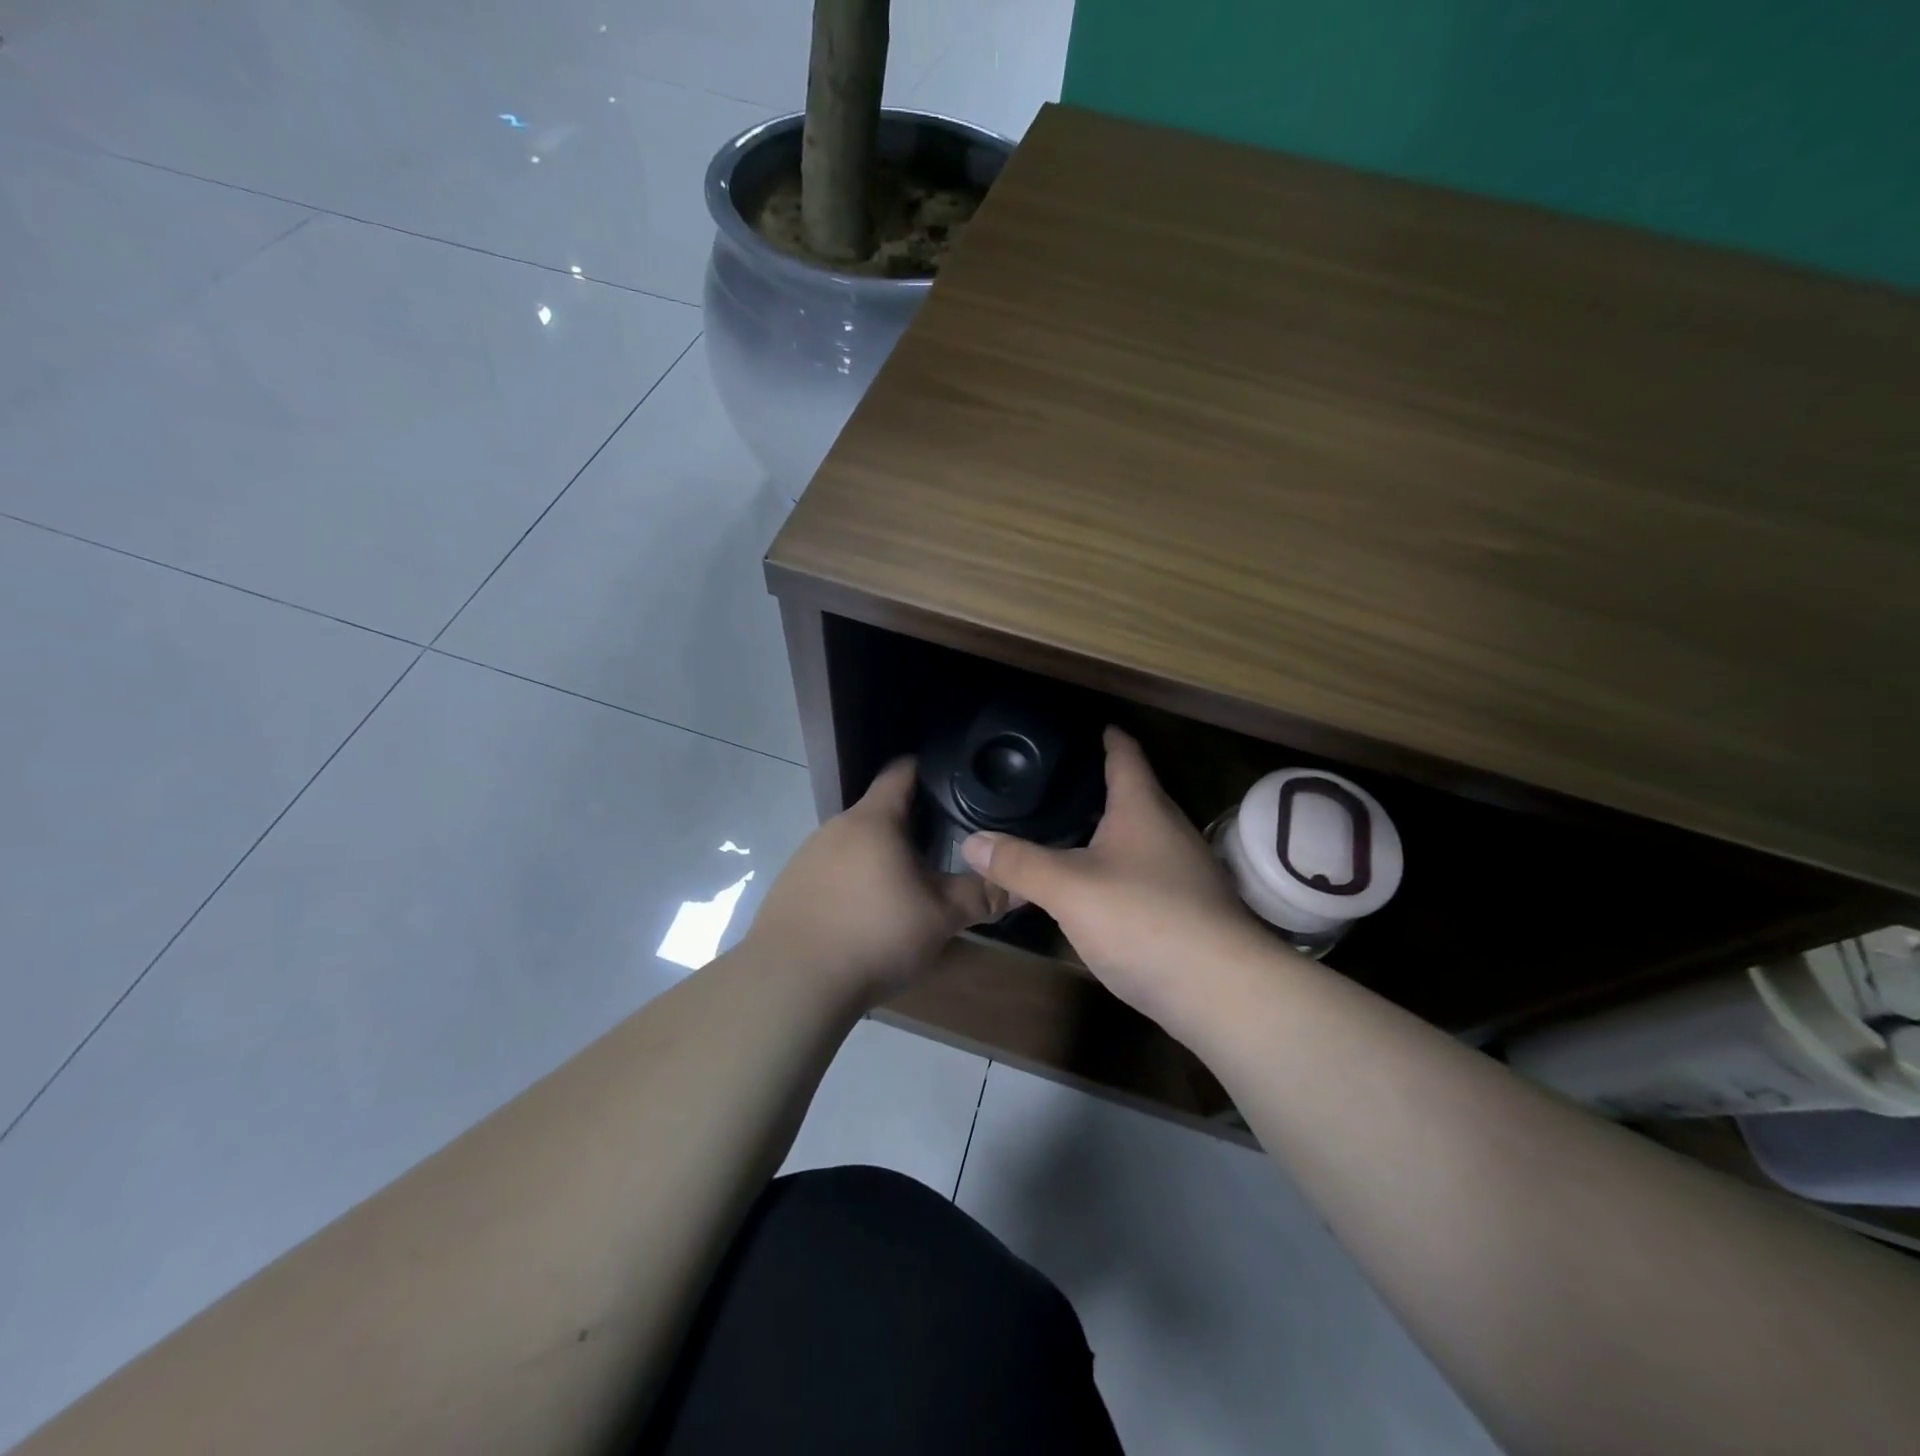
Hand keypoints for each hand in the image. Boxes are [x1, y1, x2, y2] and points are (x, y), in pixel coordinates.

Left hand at [746, 758, 1005, 1001]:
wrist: (792, 983)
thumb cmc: (874, 935)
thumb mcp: (940, 918)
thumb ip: (982, 896)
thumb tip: (1022, 885)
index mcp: (873, 820)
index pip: (902, 771)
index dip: (930, 770)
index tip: (955, 781)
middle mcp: (835, 827)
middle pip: (880, 811)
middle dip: (912, 825)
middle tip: (945, 847)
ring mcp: (807, 856)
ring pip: (855, 844)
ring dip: (881, 857)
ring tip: (906, 886)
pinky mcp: (790, 887)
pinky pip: (832, 872)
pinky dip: (853, 882)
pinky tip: (864, 916)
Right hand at [960, 727, 1272, 1025]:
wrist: (1220, 990)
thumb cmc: (1143, 918)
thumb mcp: (1068, 889)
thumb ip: (1019, 863)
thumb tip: (970, 842)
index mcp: (1143, 809)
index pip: (1126, 756)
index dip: (1109, 737)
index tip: (1093, 725)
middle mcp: (1170, 830)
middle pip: (1136, 795)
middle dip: (1103, 786)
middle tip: (1060, 782)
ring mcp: (1185, 872)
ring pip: (1142, 837)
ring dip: (1111, 830)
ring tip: (1071, 829)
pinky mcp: (1189, 909)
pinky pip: (1147, 873)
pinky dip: (1120, 868)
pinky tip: (1098, 886)